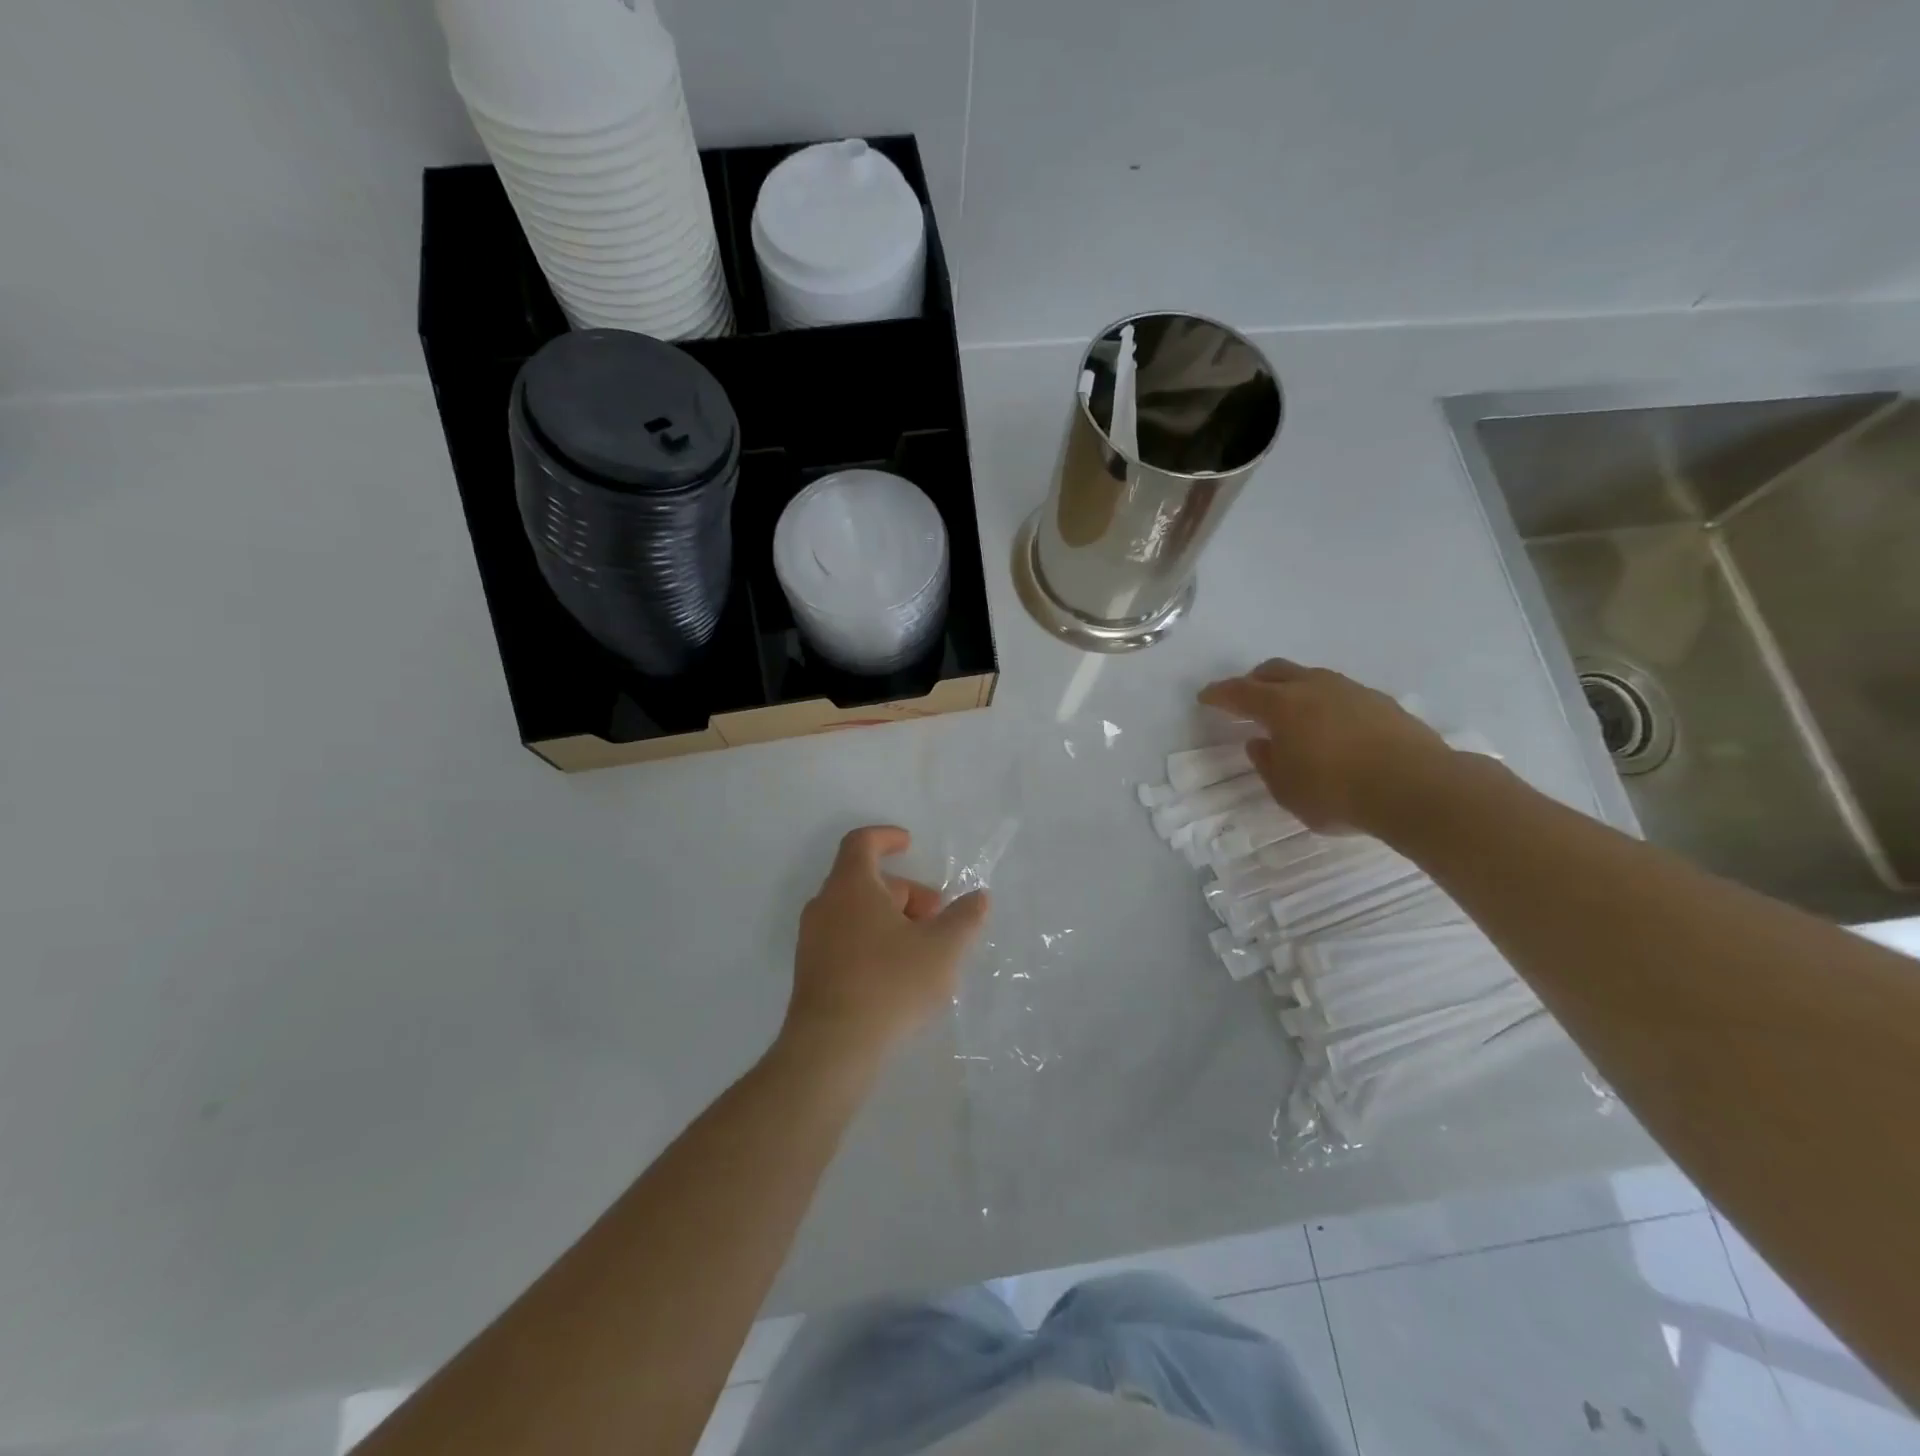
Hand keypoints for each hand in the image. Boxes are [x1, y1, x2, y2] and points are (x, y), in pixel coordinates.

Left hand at [783, 826, 990, 1064]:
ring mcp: (812, 940)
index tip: (910, 844)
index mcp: (851, 886)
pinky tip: (898, 975)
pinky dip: (872, 940)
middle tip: (936, 918)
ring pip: (855, 912)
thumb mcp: (942, 949)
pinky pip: (844, 939)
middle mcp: (825, 905)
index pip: (862, 842)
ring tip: (923, 949)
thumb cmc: (890, 984)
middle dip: (904, 891)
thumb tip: (979, 898)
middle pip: (864, 880)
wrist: (831, 1048)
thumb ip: (964, 918)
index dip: (887, 837)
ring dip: (890, 919)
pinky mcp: (810, 972)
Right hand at [1198, 659, 1457, 833]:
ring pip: (1311, 677)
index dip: (1219, 694)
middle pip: (1275, 671)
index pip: (1239, 692)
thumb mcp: (1286, 790)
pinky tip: (1330, 725)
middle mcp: (1314, 688)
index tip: (1205, 697)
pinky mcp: (1381, 702)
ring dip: (1292, 689)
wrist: (1417, 788)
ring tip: (1290, 712)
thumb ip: (1267, 763)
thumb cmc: (1337, 792)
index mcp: (1282, 706)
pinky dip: (1323, 702)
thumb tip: (1259, 742)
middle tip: (1245, 698)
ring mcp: (1351, 690)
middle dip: (1255, 681)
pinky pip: (1340, 692)